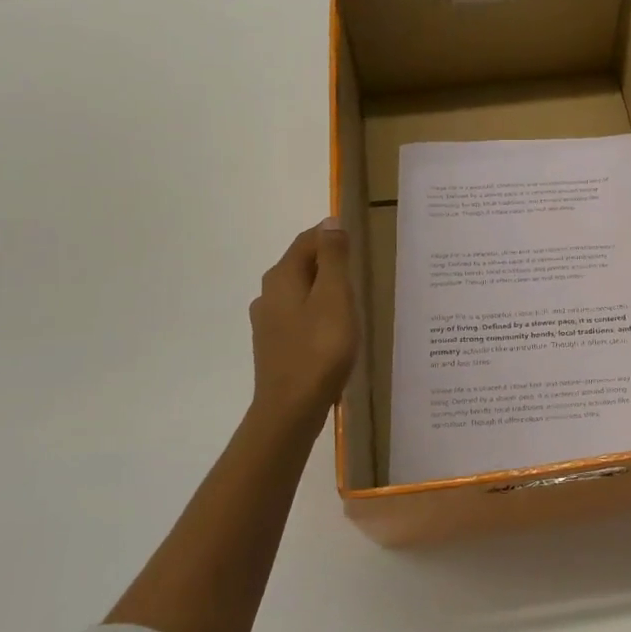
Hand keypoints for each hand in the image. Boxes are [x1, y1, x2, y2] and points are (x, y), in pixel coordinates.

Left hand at [248, 219, 357, 431]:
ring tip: (353, 301)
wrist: (291, 410)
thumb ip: (334, 258)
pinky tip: (335, 330)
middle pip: (302, 265)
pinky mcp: (275, 345)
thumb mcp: (335, 298)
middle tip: (362, 271)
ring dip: (325, 290)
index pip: (307, 241)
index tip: (360, 241)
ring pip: (301, 292)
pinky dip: (319, 313)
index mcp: (282, 277)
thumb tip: (330, 221)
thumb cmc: (319, 350)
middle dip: (330, 262)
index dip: (332, 235)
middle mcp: (268, 294)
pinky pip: (300, 316)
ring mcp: (268, 322)